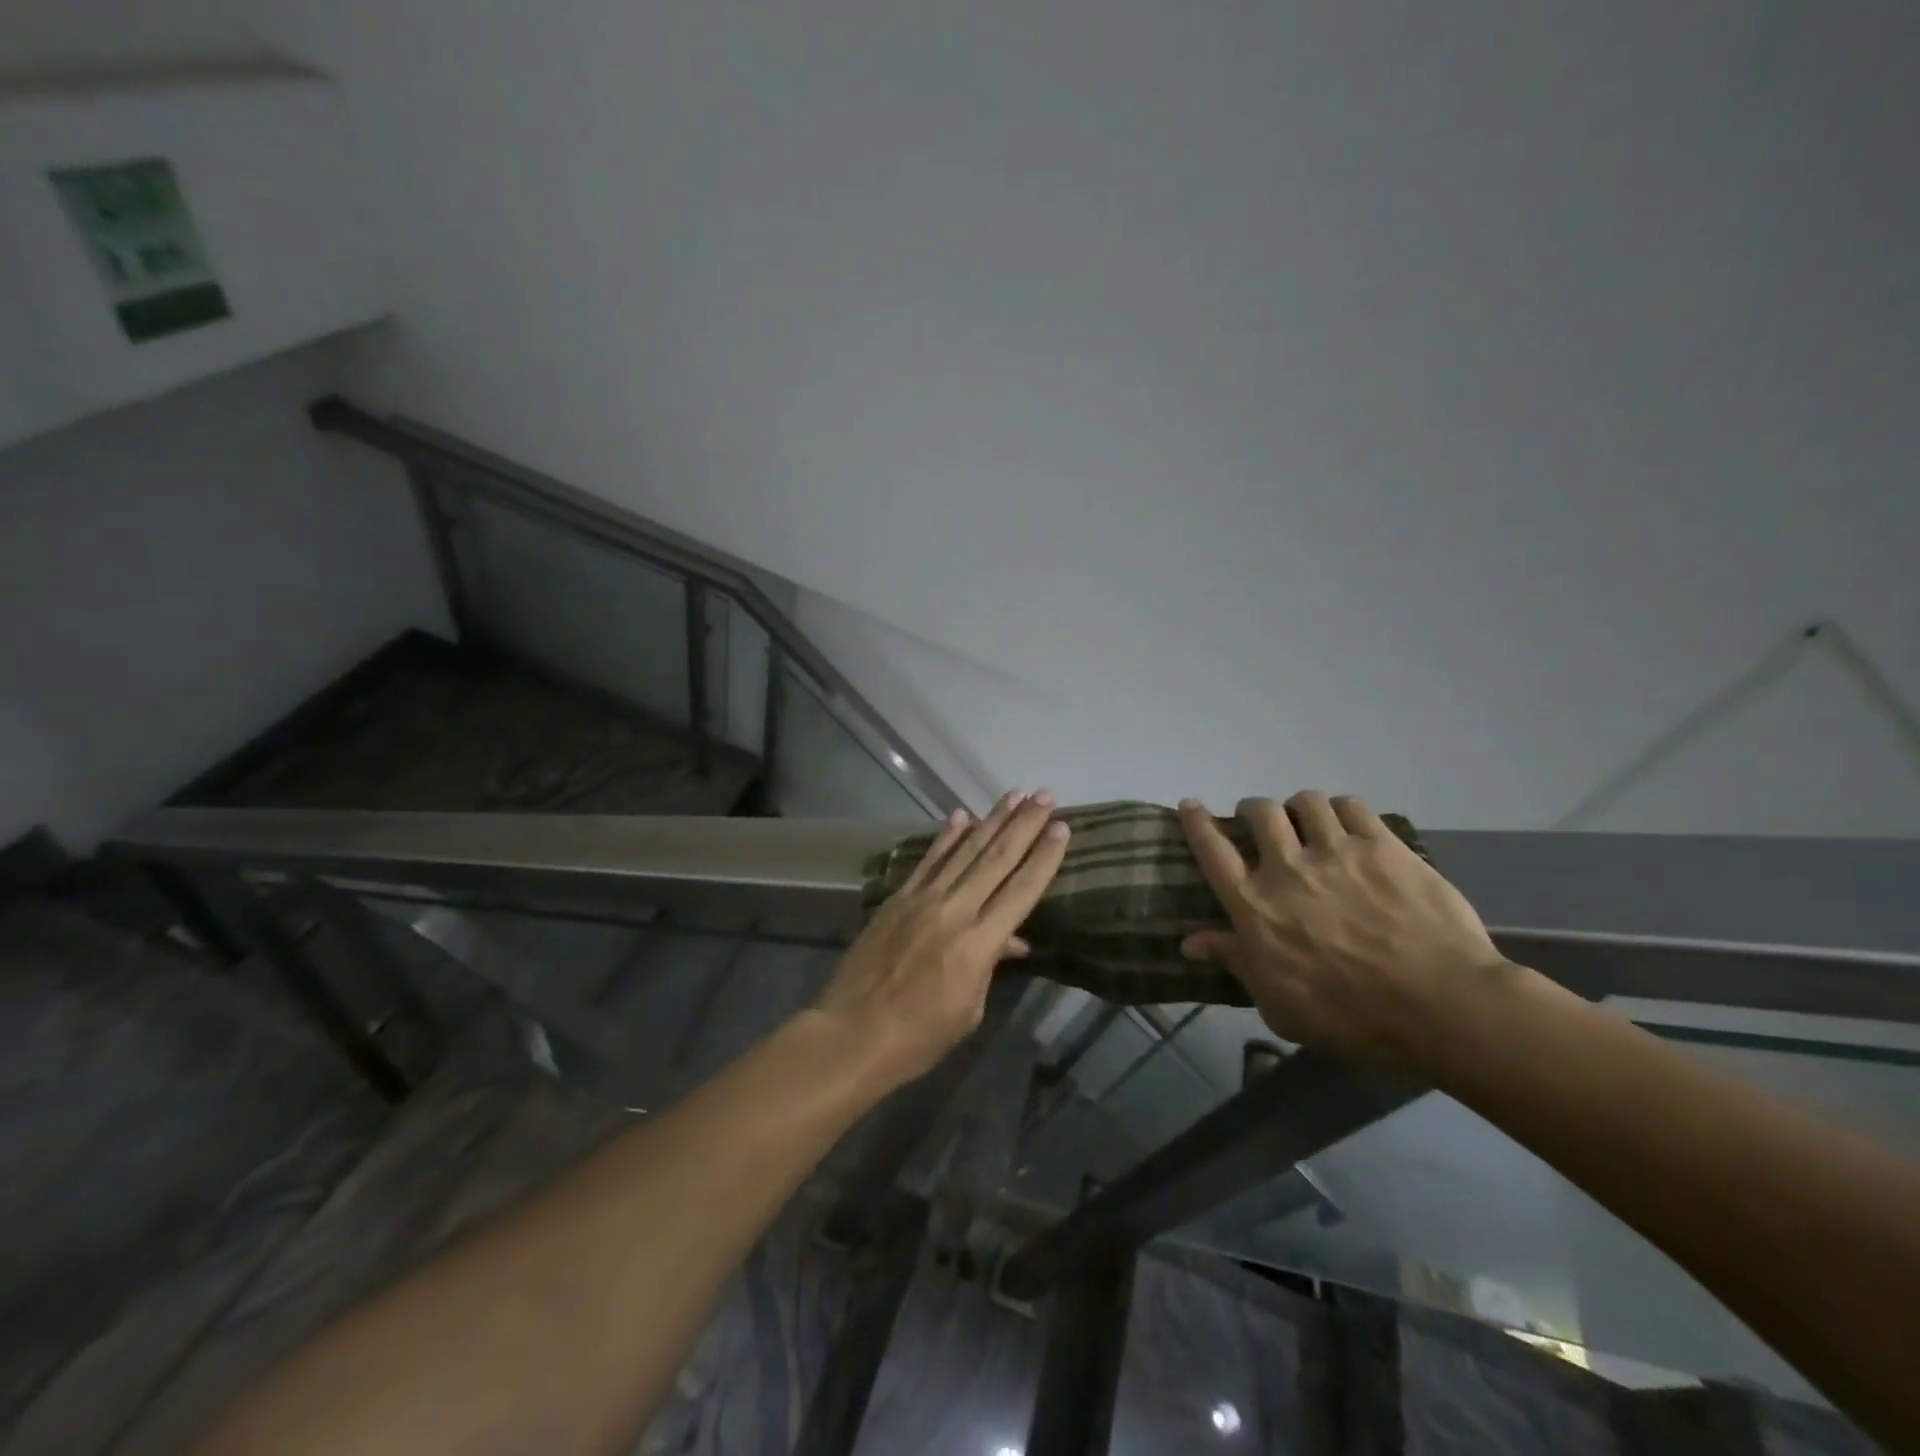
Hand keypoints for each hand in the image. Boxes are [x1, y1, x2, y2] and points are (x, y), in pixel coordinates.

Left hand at [814, 789, 1070, 1090]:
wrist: (852, 1034)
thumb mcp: (969, 1010)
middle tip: (1044, 795)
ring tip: (1013, 795)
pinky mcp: (897, 899)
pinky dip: (946, 837)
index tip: (1062, 827)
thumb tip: (1010, 939)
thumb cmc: (919, 1037)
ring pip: (964, 851)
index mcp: (978, 944)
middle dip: (1024, 824)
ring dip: (991, 820)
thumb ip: (990, 966)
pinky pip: (927, 861)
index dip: (1044, 857)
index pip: (1021, 890)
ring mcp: (922, 900)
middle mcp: (954, 911)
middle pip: (996, 859)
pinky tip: (961, 816)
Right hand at [1178, 791, 1507, 1067]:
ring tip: (1309, 823)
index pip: (1212, 850)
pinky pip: (1351, 806)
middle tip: (1262, 825)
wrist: (1441, 1007)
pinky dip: (1341, 810)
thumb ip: (1235, 962)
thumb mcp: (1279, 1004)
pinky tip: (1347, 825)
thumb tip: (1189, 941)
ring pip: (1305, 801)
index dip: (1197, 822)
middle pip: (1259, 813)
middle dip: (1254, 811)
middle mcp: (1287, 867)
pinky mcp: (1383, 846)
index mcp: (1255, 906)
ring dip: (1299, 809)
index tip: (1191, 805)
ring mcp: (1337, 851)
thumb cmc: (1351, 1017)